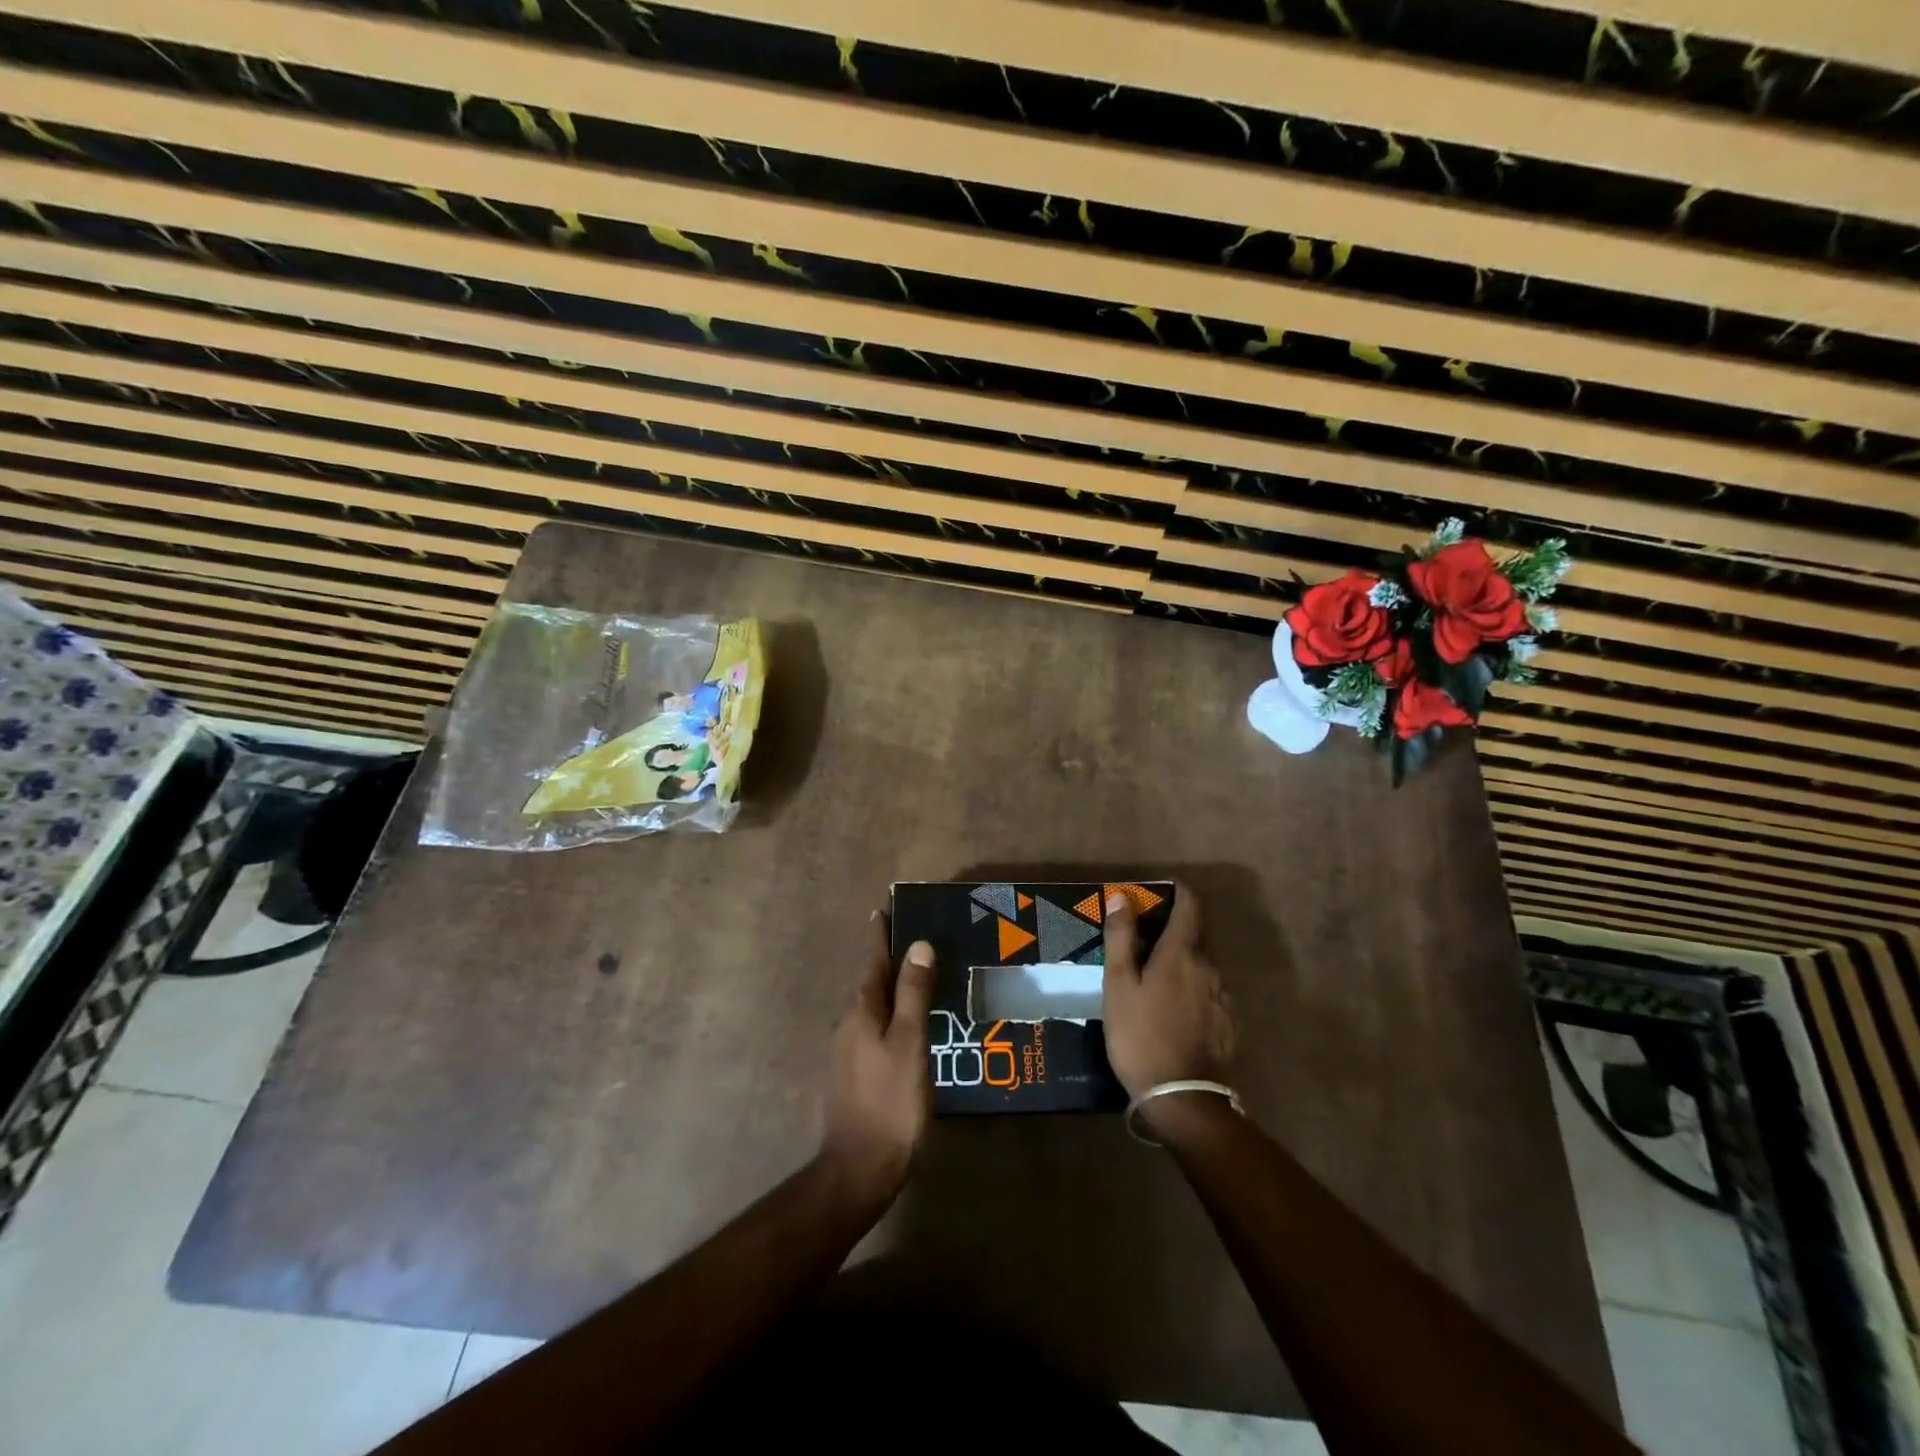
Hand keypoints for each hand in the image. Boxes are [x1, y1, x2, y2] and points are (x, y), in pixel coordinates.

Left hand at [820, 914, 935, 1204]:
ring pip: (871, 1006)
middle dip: (887, 959)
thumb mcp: (909, 1043)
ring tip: (916, 977)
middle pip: (870, 981)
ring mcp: (847, 1049)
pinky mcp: (853, 1071)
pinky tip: (908, 1024)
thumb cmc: (890, 1101)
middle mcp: (848, 1023)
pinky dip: (891, 1013)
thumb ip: (913, 994)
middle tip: (913, 939)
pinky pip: (874, 1027)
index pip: (872, 961)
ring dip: (890, 987)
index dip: (880, 935)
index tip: (883, 909)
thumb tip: (919, 946)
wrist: (859, 1168)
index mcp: (861, 1010)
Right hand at [1101, 884, 1235, 1101]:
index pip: (1191, 905)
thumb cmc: (1141, 1036)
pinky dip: (1193, 987)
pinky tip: (1174, 1009)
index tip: (1160, 891)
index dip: (1179, 892)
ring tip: (1156, 977)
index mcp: (1183, 953)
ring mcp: (1225, 997)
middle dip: (1176, 928)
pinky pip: (1211, 991)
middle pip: (1198, 934)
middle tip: (1145, 938)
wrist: (1184, 1099)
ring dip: (1184, 960)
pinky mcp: (1230, 1023)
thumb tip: (1123, 897)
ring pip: (1204, 964)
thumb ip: (1121, 938)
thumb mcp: (1119, 985)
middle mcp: (1211, 967)